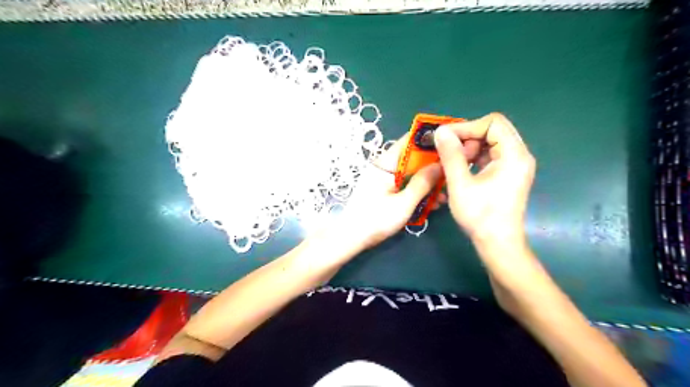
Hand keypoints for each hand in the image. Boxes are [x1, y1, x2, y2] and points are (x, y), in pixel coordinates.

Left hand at [332, 135, 444, 252]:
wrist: (349, 239)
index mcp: (385, 164)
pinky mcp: (384, 192)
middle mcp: (385, 168)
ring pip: (411, 174)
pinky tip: (432, 204)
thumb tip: (441, 165)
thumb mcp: (403, 203)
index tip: (451, 141)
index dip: (429, 139)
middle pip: (413, 159)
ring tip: (445, 195)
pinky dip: (417, 192)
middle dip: (433, 166)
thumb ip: (422, 183)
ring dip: (427, 183)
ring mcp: (384, 180)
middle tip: (453, 174)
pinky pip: (405, 186)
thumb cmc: (375, 220)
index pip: (409, 142)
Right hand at [432, 113, 534, 248]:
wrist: (497, 243)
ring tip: (453, 163)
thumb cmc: (480, 215)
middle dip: (467, 137)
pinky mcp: (509, 174)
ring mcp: (515, 165)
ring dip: (470, 148)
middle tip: (449, 152)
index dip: (466, 127)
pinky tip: (461, 170)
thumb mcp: (460, 184)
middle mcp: (519, 155)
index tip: (444, 138)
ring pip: (491, 142)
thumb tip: (440, 131)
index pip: (492, 123)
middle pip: (493, 130)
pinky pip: (491, 155)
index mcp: (514, 155)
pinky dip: (474, 158)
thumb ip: (451, 155)